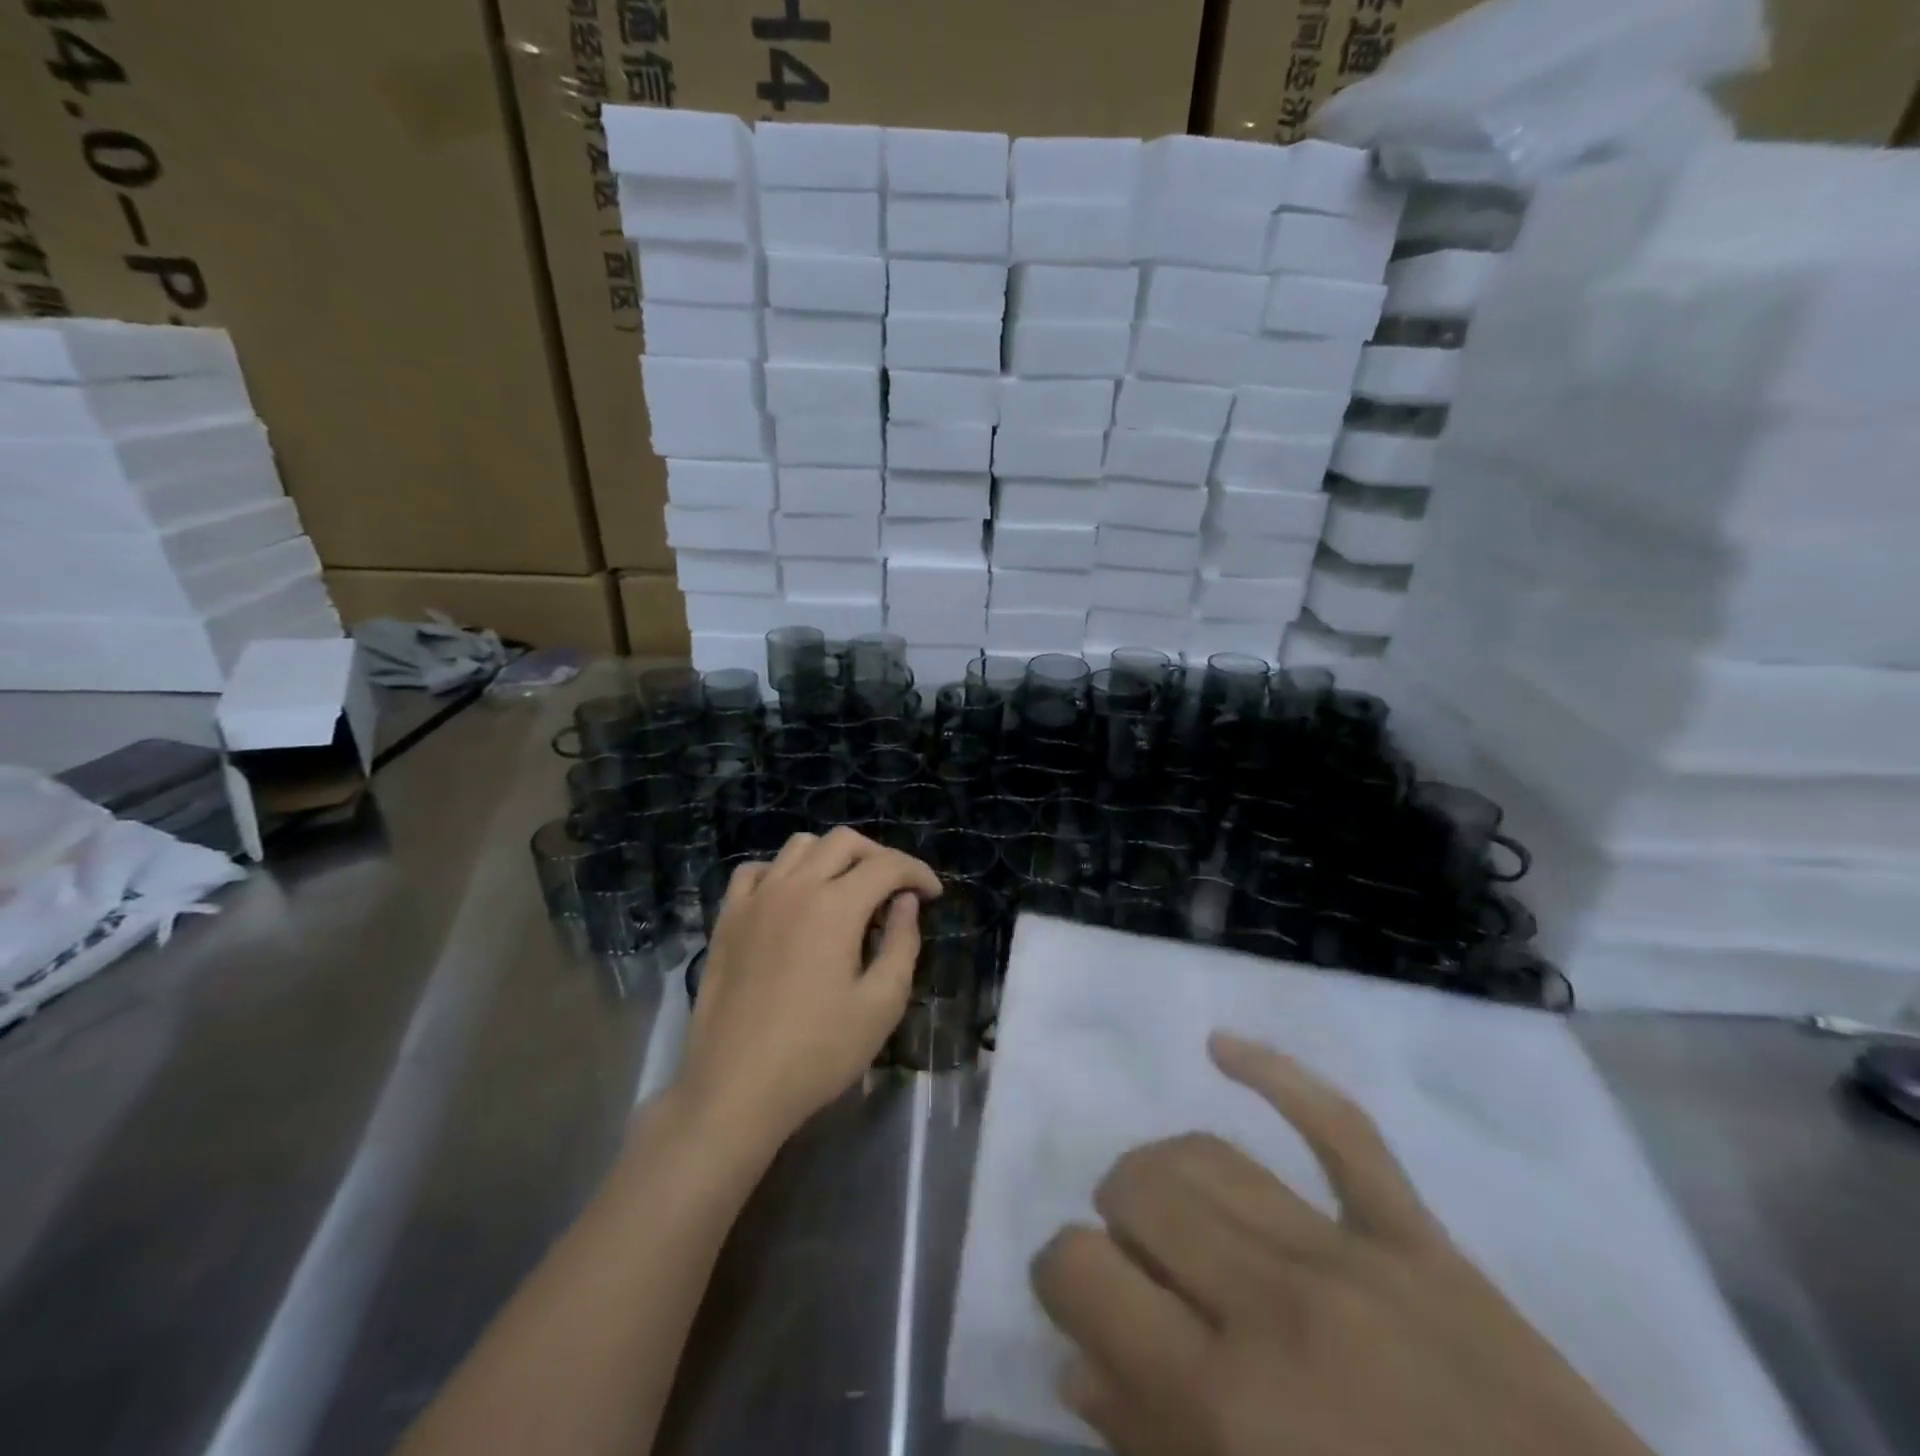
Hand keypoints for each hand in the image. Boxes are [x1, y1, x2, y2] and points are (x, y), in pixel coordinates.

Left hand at [676, 828, 940, 1149]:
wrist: (736, 1088)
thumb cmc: (818, 1052)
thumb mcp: (881, 1004)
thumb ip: (902, 943)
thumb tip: (905, 902)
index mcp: (836, 906)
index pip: (887, 865)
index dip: (918, 872)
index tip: (934, 895)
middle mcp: (794, 887)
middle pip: (844, 842)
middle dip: (880, 857)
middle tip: (896, 890)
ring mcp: (755, 900)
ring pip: (799, 846)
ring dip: (832, 857)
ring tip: (847, 890)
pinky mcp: (727, 919)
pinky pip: (755, 871)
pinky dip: (782, 872)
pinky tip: (792, 899)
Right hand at [1031, 1033, 1653, 1455]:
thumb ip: (1150, 1453)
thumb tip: (1074, 1365)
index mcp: (1227, 1405)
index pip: (1083, 1269)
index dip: (1059, 1276)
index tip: (1074, 1299)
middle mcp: (1273, 1305)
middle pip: (1141, 1189)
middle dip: (1113, 1219)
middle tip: (1133, 1268)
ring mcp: (1352, 1257)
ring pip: (1209, 1156)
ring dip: (1162, 1169)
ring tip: (1165, 1206)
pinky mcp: (1419, 1238)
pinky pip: (1338, 1127)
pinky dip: (1274, 1074)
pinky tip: (1222, 1046)